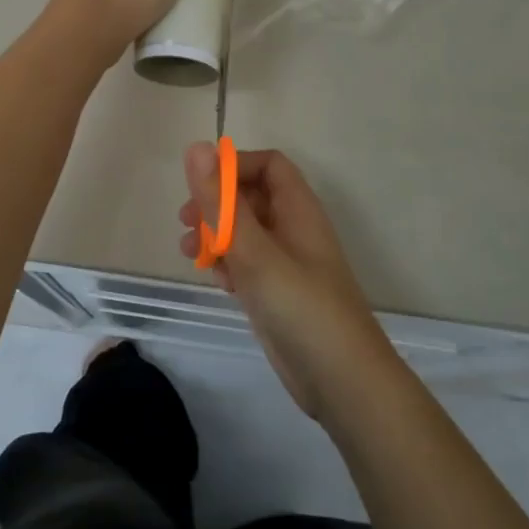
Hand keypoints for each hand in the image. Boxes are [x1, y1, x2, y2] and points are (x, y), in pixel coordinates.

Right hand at [179, 143, 395, 418]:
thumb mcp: (255, 251)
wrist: (342, 381)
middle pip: (253, 197)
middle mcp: (294, 230)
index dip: (234, 167)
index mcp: (298, 210)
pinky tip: (215, 281)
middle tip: (186, 221)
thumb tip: (196, 147)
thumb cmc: (301, 307)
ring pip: (247, 233)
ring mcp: (287, 265)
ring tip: (189, 252)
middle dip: (217, 203)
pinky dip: (228, 265)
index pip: (268, 166)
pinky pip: (248, 265)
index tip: (201, 187)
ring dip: (217, 235)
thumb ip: (223, 203)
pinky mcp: (278, 295)